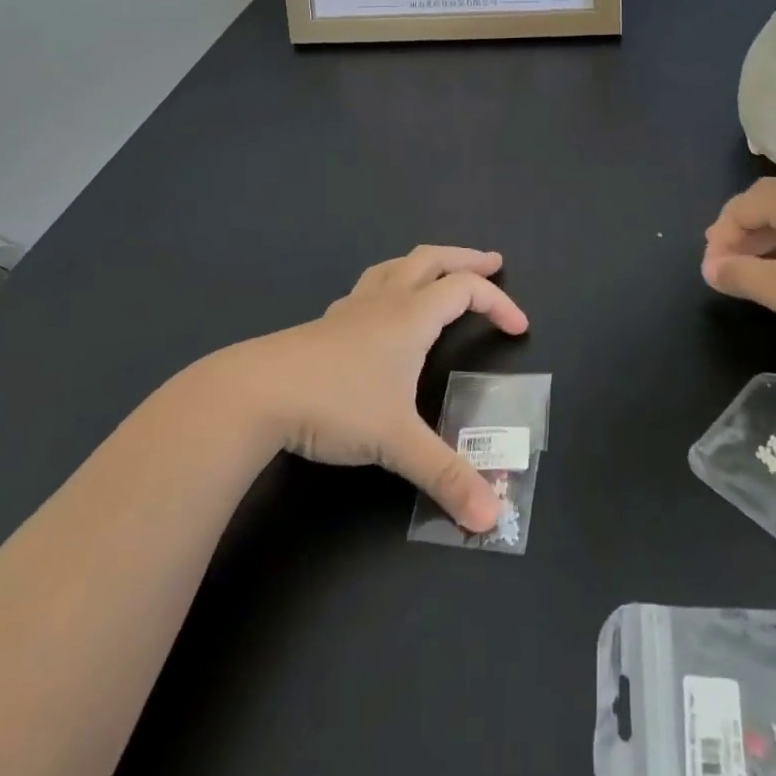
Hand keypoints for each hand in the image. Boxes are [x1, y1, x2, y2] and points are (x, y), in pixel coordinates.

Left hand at [228, 246, 527, 531]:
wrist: (255, 393)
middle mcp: (385, 302)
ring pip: (395, 266)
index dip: (499, 303)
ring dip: (425, 263)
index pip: (466, 291)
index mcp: (411, 316)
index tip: (520, 328)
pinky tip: (380, 310)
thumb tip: (492, 516)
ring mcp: (351, 308)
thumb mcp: (397, 442)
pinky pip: (367, 288)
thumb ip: (446, 476)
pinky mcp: (325, 324)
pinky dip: (388, 286)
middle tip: (492, 264)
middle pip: (432, 259)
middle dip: (466, 259)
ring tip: (438, 273)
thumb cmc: (336, 404)